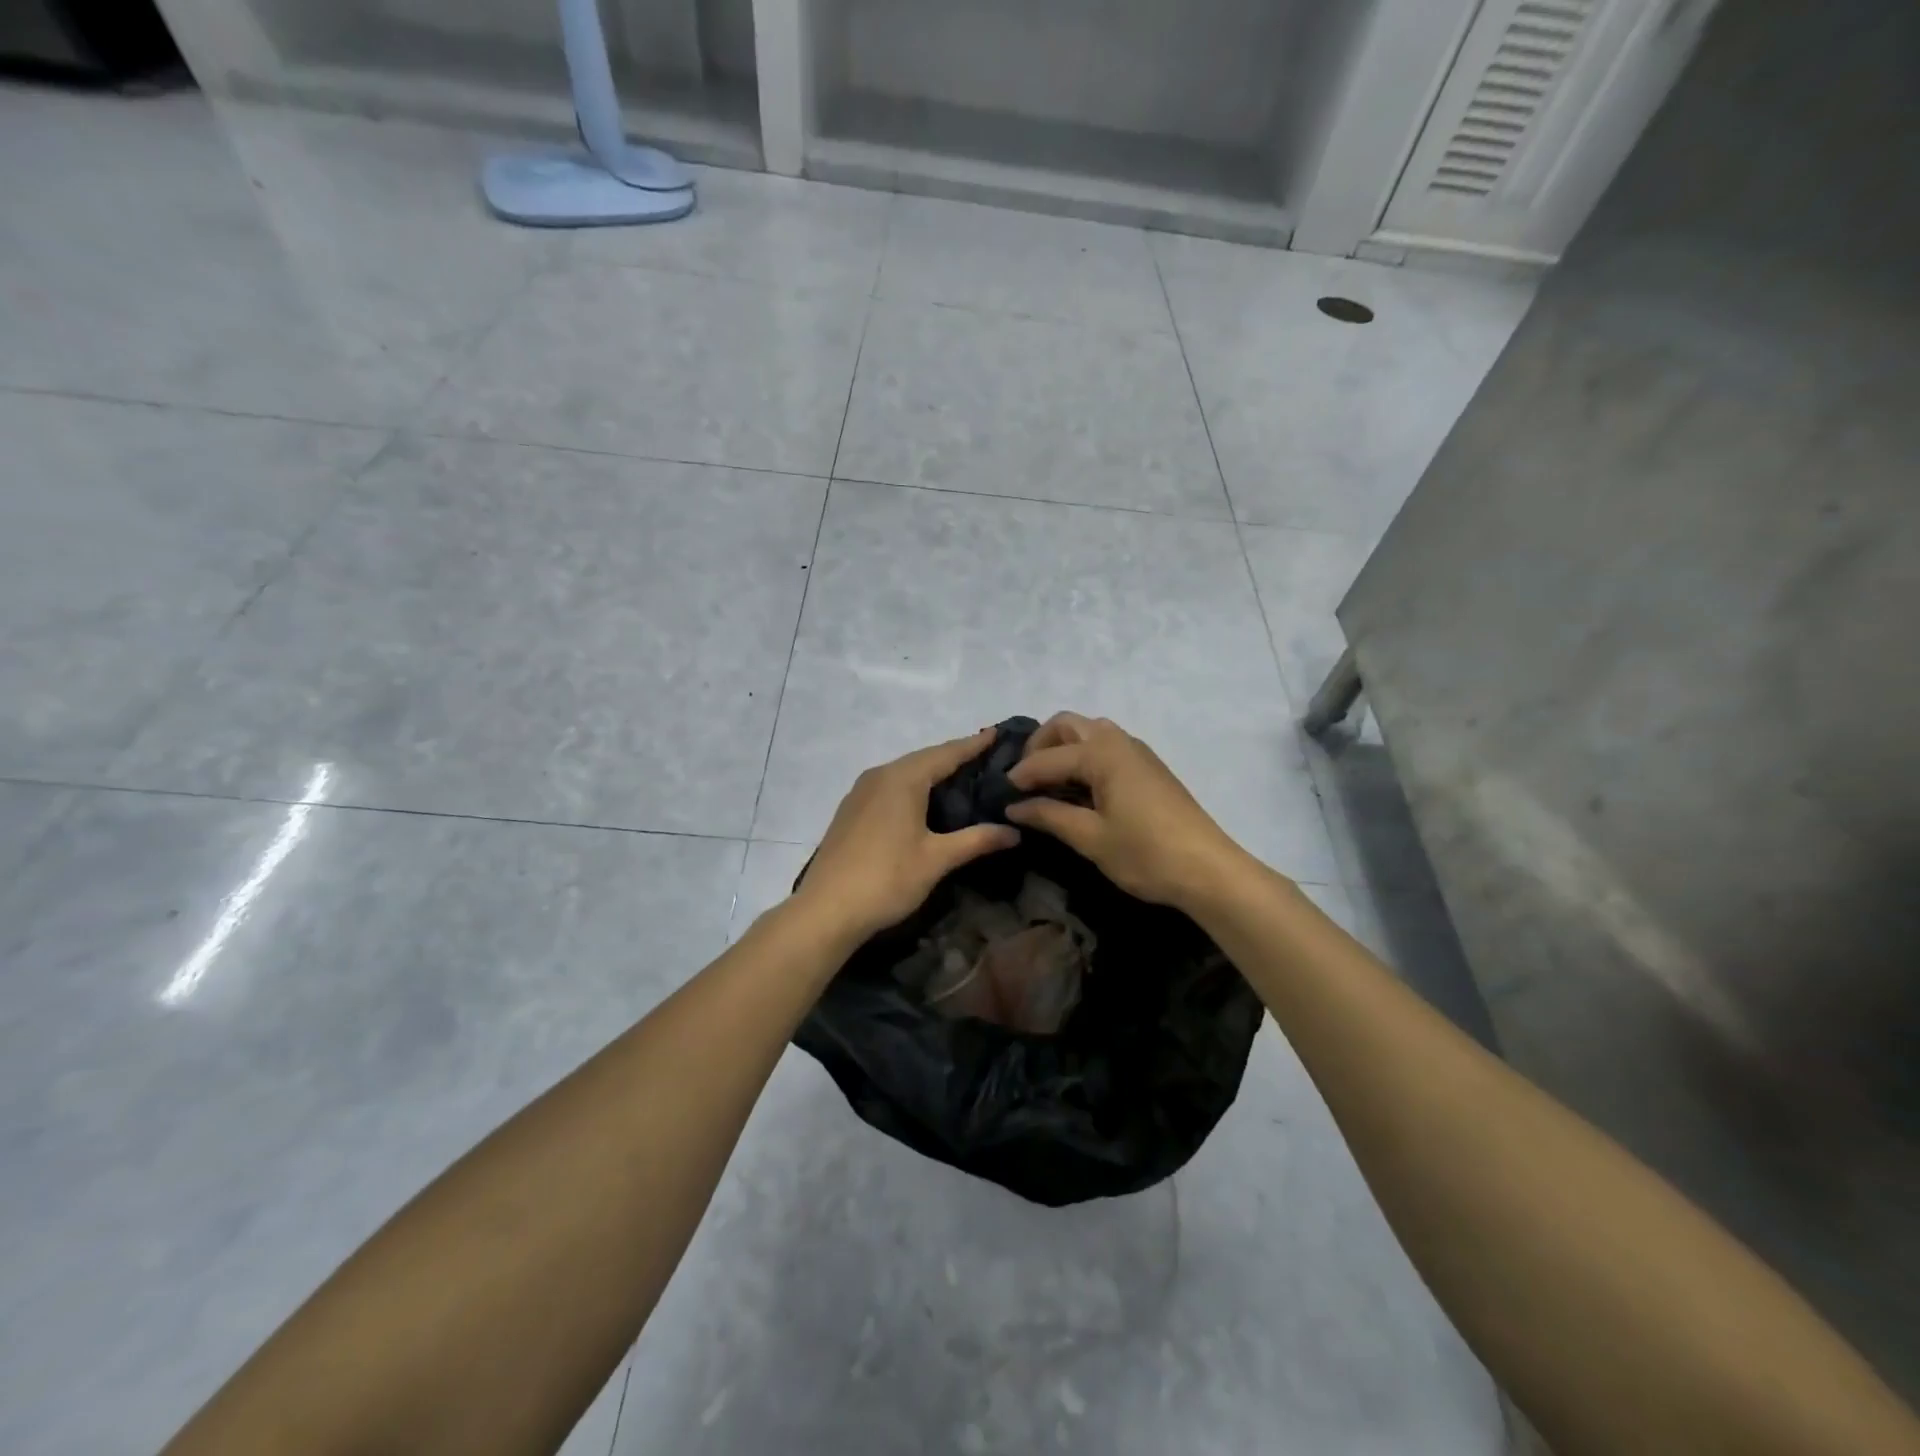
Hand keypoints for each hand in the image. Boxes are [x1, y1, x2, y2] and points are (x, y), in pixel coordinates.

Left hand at [796, 729, 1020, 942]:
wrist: (826, 910)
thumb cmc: (887, 879)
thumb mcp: (937, 859)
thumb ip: (977, 840)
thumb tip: (1014, 831)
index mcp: (902, 779)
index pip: (946, 753)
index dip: (973, 745)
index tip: (997, 733)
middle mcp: (879, 776)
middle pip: (924, 759)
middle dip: (954, 757)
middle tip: (985, 758)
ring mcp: (860, 792)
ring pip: (904, 773)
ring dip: (931, 773)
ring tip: (961, 777)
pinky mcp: (851, 811)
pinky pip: (889, 787)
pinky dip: (912, 787)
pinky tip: (924, 802)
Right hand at [1004, 713, 1256, 909]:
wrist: (1208, 870)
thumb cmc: (1145, 853)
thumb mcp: (1090, 838)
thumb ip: (1049, 815)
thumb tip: (1014, 807)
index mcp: (1101, 753)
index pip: (1047, 757)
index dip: (1020, 775)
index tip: (1000, 794)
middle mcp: (1118, 741)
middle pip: (1067, 725)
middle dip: (1040, 745)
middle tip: (1024, 778)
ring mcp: (1137, 751)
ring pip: (1089, 731)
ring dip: (1063, 748)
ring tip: (1048, 782)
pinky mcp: (1148, 767)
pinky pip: (1106, 746)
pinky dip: (1084, 756)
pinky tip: (1079, 788)